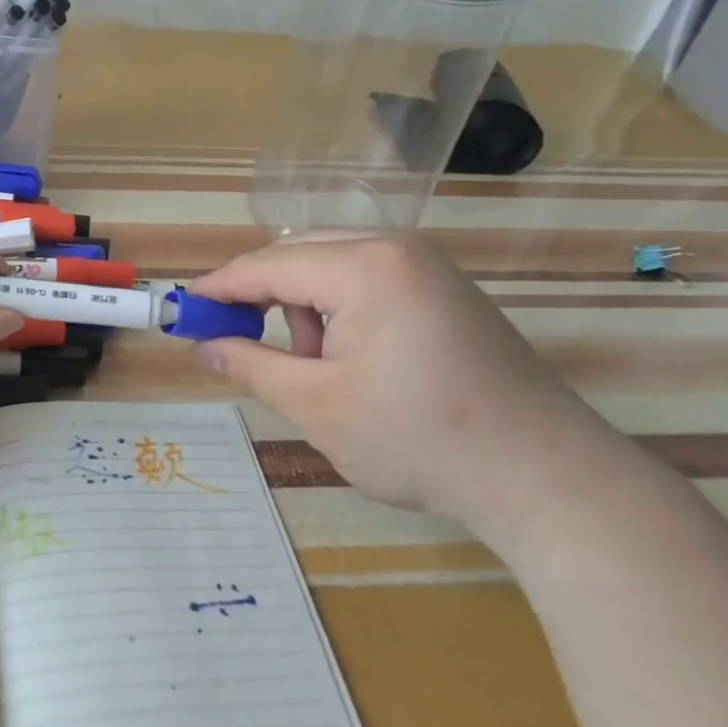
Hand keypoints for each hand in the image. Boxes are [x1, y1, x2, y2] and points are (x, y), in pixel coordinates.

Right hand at [191, 235, 633, 541]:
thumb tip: (205, 344)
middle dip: (265, 299)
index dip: (219, 288)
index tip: (183, 310)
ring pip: (332, 266)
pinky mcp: (445, 289)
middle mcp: (396, 249)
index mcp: (364, 267)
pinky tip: (357, 361)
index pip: (267, 265)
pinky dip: (342, 311)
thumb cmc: (418, 441)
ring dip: (306, 308)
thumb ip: (250, 365)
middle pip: (299, 255)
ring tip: (320, 370)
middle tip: (244, 346)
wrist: (544, 477)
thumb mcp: (317, 407)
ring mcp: (427, 266)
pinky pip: (368, 280)